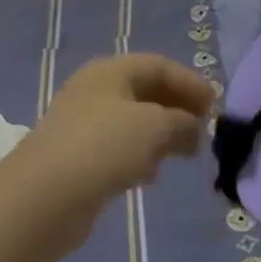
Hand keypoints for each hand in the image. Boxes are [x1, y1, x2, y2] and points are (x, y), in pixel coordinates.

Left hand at [0, 54, 215, 240]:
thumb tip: (193, 127)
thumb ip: (182, 122)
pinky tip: (150, 176)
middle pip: (144, 92)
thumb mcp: (154, 126)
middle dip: (176, 108)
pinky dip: (140, 156)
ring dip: (160, 134)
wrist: (45, 196)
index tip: (215, 104)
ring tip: (184, 154)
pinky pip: (117, 148)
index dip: (189, 81)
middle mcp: (94, 91)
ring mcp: (82, 125)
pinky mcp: (76, 158)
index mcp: (109, 71)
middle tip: (203, 129)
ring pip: (131, 122)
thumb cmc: (104, 147)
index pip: (157, 65)